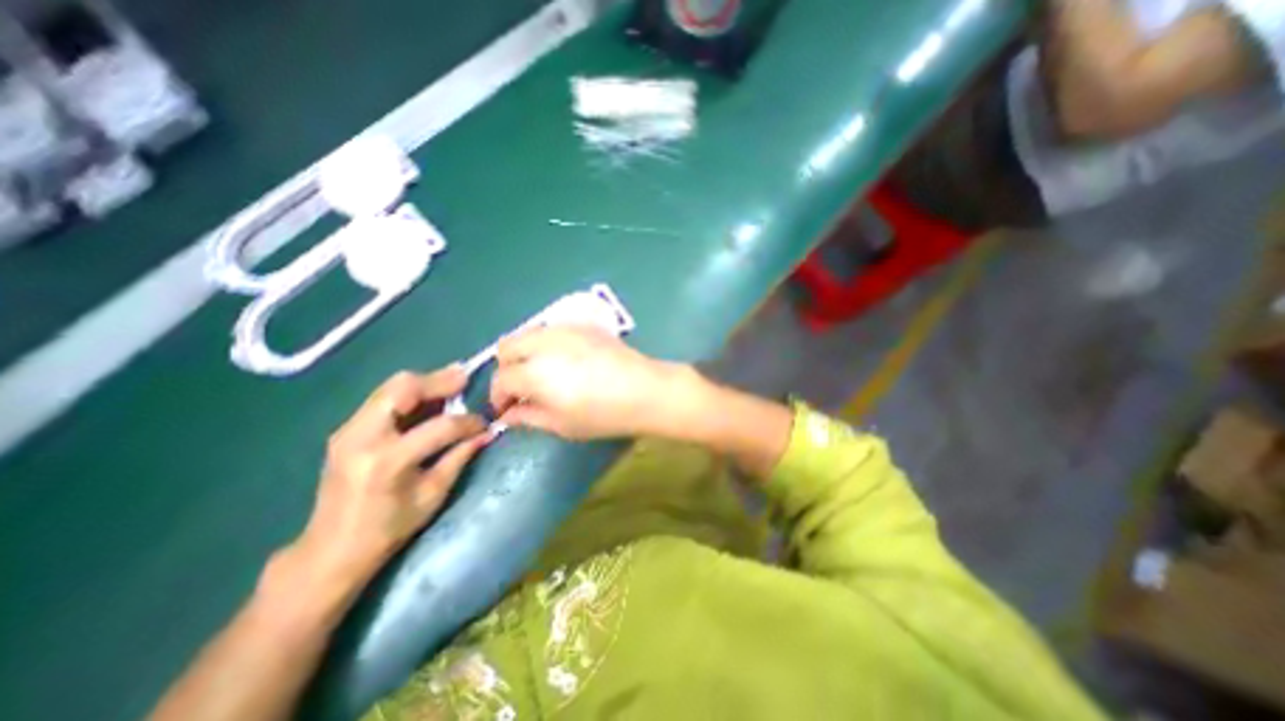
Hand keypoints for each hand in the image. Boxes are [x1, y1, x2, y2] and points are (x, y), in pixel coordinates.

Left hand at [291, 369, 493, 594]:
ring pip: (391, 387)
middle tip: (465, 379)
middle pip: (404, 388)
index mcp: (388, 460)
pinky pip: (383, 398)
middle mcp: (363, 436)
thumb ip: (460, 457)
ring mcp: (348, 430)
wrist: (331, 550)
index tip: (485, 422)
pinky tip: (428, 399)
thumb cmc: (388, 528)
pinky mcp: (345, 430)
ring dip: (425, 383)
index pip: (439, 426)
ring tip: (452, 384)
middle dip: (439, 380)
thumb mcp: (433, 494)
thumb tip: (487, 433)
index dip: (468, 421)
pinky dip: (410, 394)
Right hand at [491, 326, 691, 438]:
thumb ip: (528, 416)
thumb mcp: (562, 424)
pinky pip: (551, 330)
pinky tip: (561, 361)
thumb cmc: (604, 414)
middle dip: (506, 369)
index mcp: (535, 371)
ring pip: (527, 333)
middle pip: (507, 347)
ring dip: (524, 353)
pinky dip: (544, 344)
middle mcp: (544, 343)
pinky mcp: (582, 325)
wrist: (645, 390)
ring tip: (539, 374)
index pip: (502, 379)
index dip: (498, 397)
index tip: (505, 410)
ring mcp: (564, 329)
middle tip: (520, 390)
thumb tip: (508, 414)